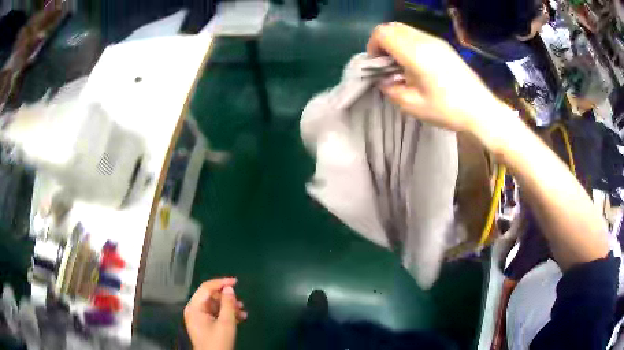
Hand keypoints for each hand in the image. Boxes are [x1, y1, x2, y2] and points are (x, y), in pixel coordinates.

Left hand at [184, 278, 247, 349]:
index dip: (221, 282)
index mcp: (195, 307)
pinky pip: (216, 313)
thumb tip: (229, 288)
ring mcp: (199, 317)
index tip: (236, 282)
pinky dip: (227, 314)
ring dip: (229, 307)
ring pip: (215, 305)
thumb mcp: (226, 323)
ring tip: (243, 312)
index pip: (206, 288)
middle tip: (240, 303)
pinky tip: (241, 318)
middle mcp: (195, 309)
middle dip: (227, 298)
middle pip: (211, 296)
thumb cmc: (218, 342)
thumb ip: (228, 304)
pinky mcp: (205, 324)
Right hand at [367, 22, 507, 136]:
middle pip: (392, 27)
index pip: (382, 33)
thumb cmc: (447, 109)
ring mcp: (436, 41)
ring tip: (402, 66)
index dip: (373, 46)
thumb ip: (390, 89)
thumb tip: (383, 79)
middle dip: (382, 42)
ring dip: (396, 43)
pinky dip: (409, 44)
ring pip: (405, 29)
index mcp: (415, 53)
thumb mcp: (412, 106)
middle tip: (387, 64)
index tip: (378, 65)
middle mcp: (424, 40)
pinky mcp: (444, 46)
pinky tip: (417, 64)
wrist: (481, 109)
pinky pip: (418, 35)